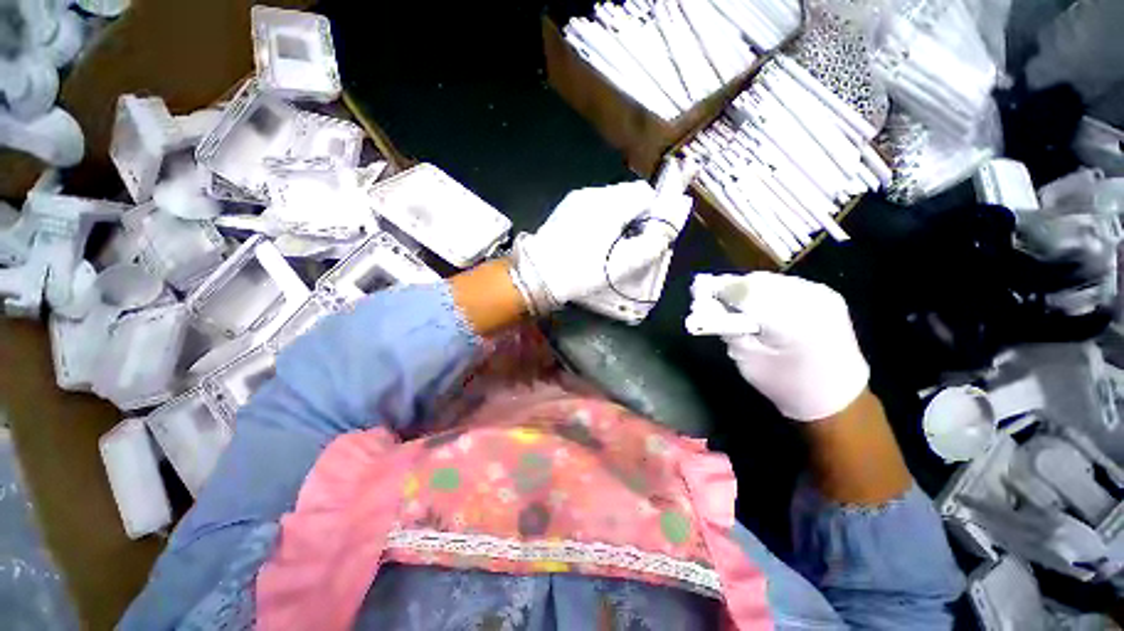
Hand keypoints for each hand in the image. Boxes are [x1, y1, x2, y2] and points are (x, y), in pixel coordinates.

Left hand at [518, 181, 689, 306]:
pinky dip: (600, 219)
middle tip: (628, 242)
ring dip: (617, 217)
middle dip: (635, 214)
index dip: (652, 212)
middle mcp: (594, 194)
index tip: (645, 234)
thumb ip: (653, 242)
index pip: (645, 192)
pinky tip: (591, 240)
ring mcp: (577, 199)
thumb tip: (666, 227)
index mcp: (611, 204)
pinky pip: (593, 207)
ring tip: (608, 243)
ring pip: (610, 201)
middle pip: (628, 194)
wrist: (540, 274)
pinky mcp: (566, 208)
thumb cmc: (584, 270)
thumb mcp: (625, 262)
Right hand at [688, 272, 869, 420]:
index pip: (744, 291)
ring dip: (748, 288)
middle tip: (714, 300)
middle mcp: (810, 299)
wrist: (838, 398)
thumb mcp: (746, 360)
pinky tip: (761, 306)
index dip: (718, 289)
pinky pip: (785, 284)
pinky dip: (766, 291)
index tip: (698, 293)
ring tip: (737, 305)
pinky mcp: (826, 294)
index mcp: (790, 322)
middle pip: (757, 281)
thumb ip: (726, 328)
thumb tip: (704, 305)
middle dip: (731, 288)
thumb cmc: (785, 385)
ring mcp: (821, 294)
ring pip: (770, 279)